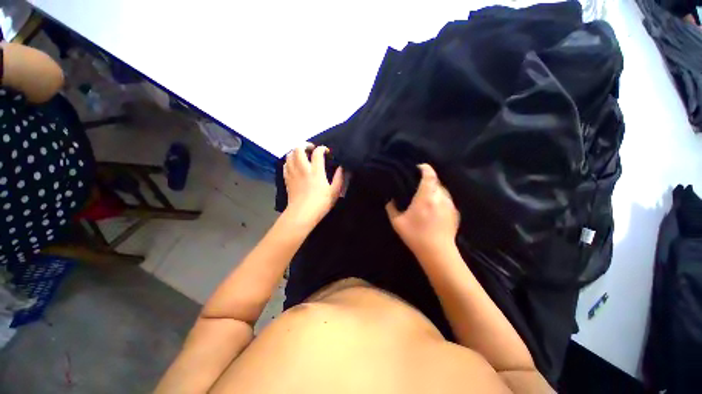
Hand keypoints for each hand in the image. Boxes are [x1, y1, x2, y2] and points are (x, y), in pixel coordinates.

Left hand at [283, 144, 343, 229]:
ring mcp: (293, 173)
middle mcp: (303, 169)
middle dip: (305, 145)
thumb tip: (342, 167)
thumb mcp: (335, 192)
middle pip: (299, 149)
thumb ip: (339, 178)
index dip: (322, 148)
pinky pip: (285, 164)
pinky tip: (294, 163)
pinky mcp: (287, 179)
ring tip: (302, 154)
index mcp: (316, 171)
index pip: (317, 152)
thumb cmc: (321, 203)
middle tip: (311, 148)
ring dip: (296, 151)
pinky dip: (289, 160)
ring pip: (290, 155)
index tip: (326, 151)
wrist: (302, 214)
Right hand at [386, 164, 459, 258]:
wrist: (438, 252)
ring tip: (426, 196)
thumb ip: (391, 208)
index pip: (429, 175)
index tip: (419, 167)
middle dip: (428, 180)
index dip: (425, 168)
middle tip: (419, 185)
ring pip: (442, 190)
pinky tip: (434, 208)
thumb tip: (390, 200)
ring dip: (434, 189)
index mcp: (426, 197)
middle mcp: (440, 197)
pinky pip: (447, 199)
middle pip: (436, 181)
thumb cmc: (415, 236)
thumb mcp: (397, 222)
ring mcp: (449, 205)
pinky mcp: (455, 212)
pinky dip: (440, 199)